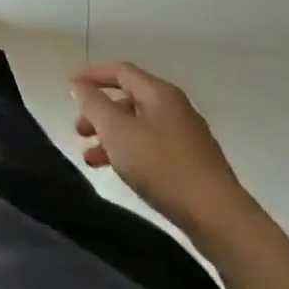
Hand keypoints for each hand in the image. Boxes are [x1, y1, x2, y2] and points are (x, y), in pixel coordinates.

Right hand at [70, 62, 257, 244]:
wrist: (218, 217)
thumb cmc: (162, 166)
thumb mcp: (117, 131)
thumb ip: (93, 104)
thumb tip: (79, 84)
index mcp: (159, 93)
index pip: (121, 71)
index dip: (93, 75)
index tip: (70, 86)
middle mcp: (175, 108)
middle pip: (129, 99)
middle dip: (99, 112)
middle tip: (79, 129)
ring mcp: (186, 137)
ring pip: (139, 126)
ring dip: (111, 136)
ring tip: (92, 157)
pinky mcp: (192, 164)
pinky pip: (151, 147)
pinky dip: (130, 152)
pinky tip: (120, 171)